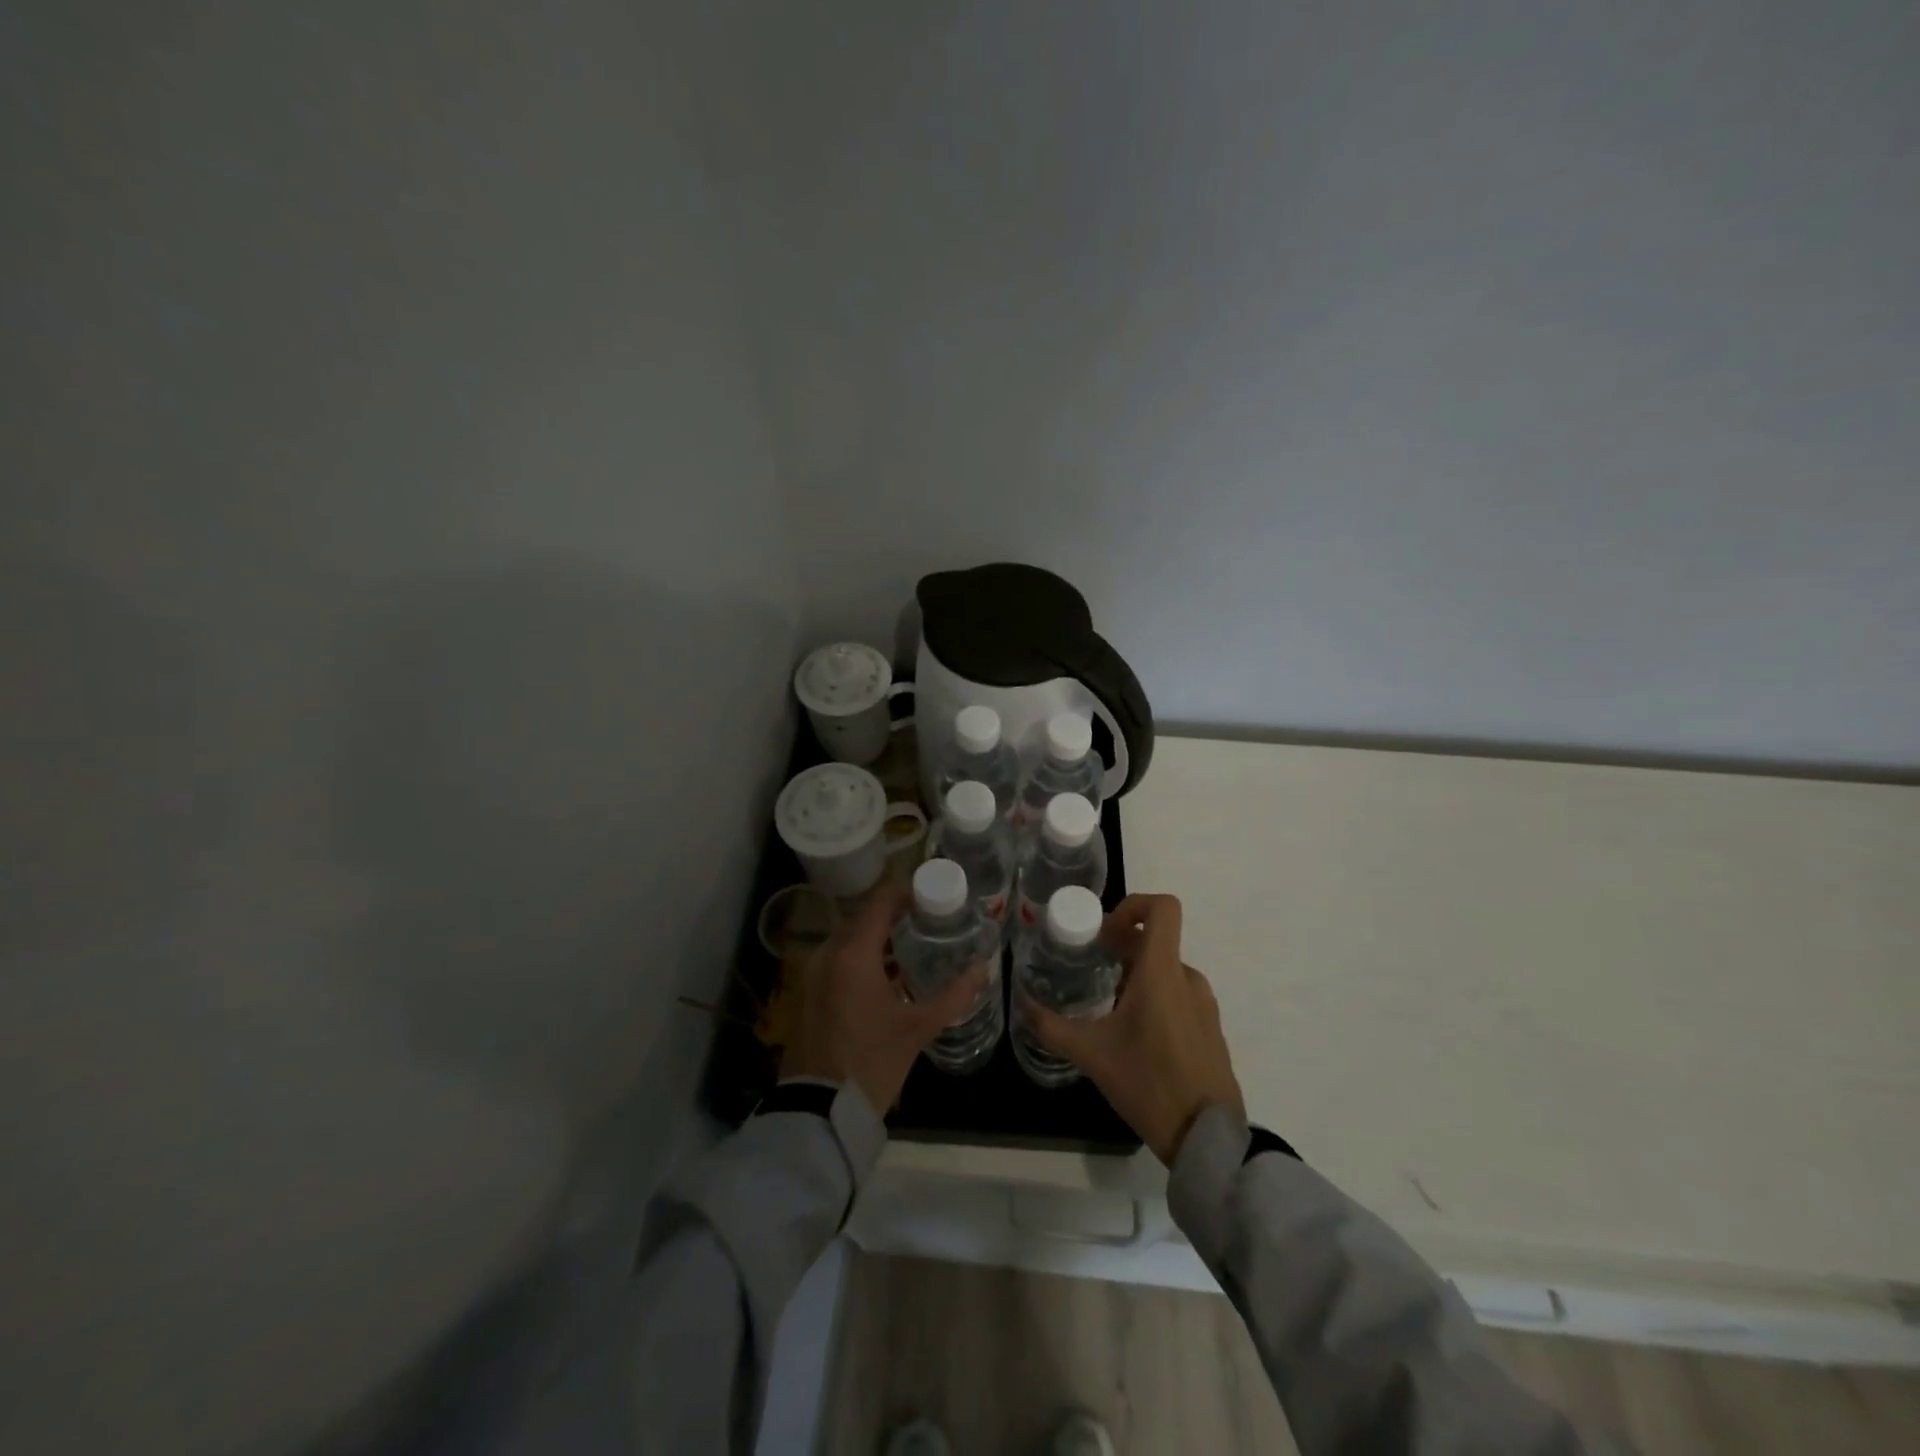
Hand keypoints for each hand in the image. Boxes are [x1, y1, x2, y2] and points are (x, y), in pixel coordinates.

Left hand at [780, 882, 990, 1113]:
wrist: (819, 1109)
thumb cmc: (872, 1061)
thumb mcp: (918, 1028)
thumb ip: (954, 995)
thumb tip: (983, 970)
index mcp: (853, 953)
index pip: (880, 901)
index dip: (906, 893)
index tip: (932, 899)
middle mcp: (827, 953)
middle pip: (864, 918)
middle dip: (895, 918)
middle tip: (928, 926)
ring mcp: (812, 973)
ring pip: (849, 940)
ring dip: (878, 940)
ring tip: (912, 951)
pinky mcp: (807, 992)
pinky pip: (837, 960)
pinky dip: (860, 959)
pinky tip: (886, 979)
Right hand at [1021, 893, 1243, 1165]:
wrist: (1207, 1139)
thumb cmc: (1148, 1083)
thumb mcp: (1091, 1054)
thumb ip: (1051, 1026)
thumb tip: (1021, 1004)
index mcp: (1161, 972)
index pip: (1163, 908)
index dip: (1133, 905)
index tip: (1105, 932)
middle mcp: (1187, 978)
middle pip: (1156, 940)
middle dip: (1121, 947)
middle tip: (1090, 968)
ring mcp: (1204, 1004)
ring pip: (1166, 970)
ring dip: (1137, 975)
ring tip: (1109, 1007)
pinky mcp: (1210, 1028)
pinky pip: (1180, 995)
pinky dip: (1156, 998)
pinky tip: (1135, 1035)